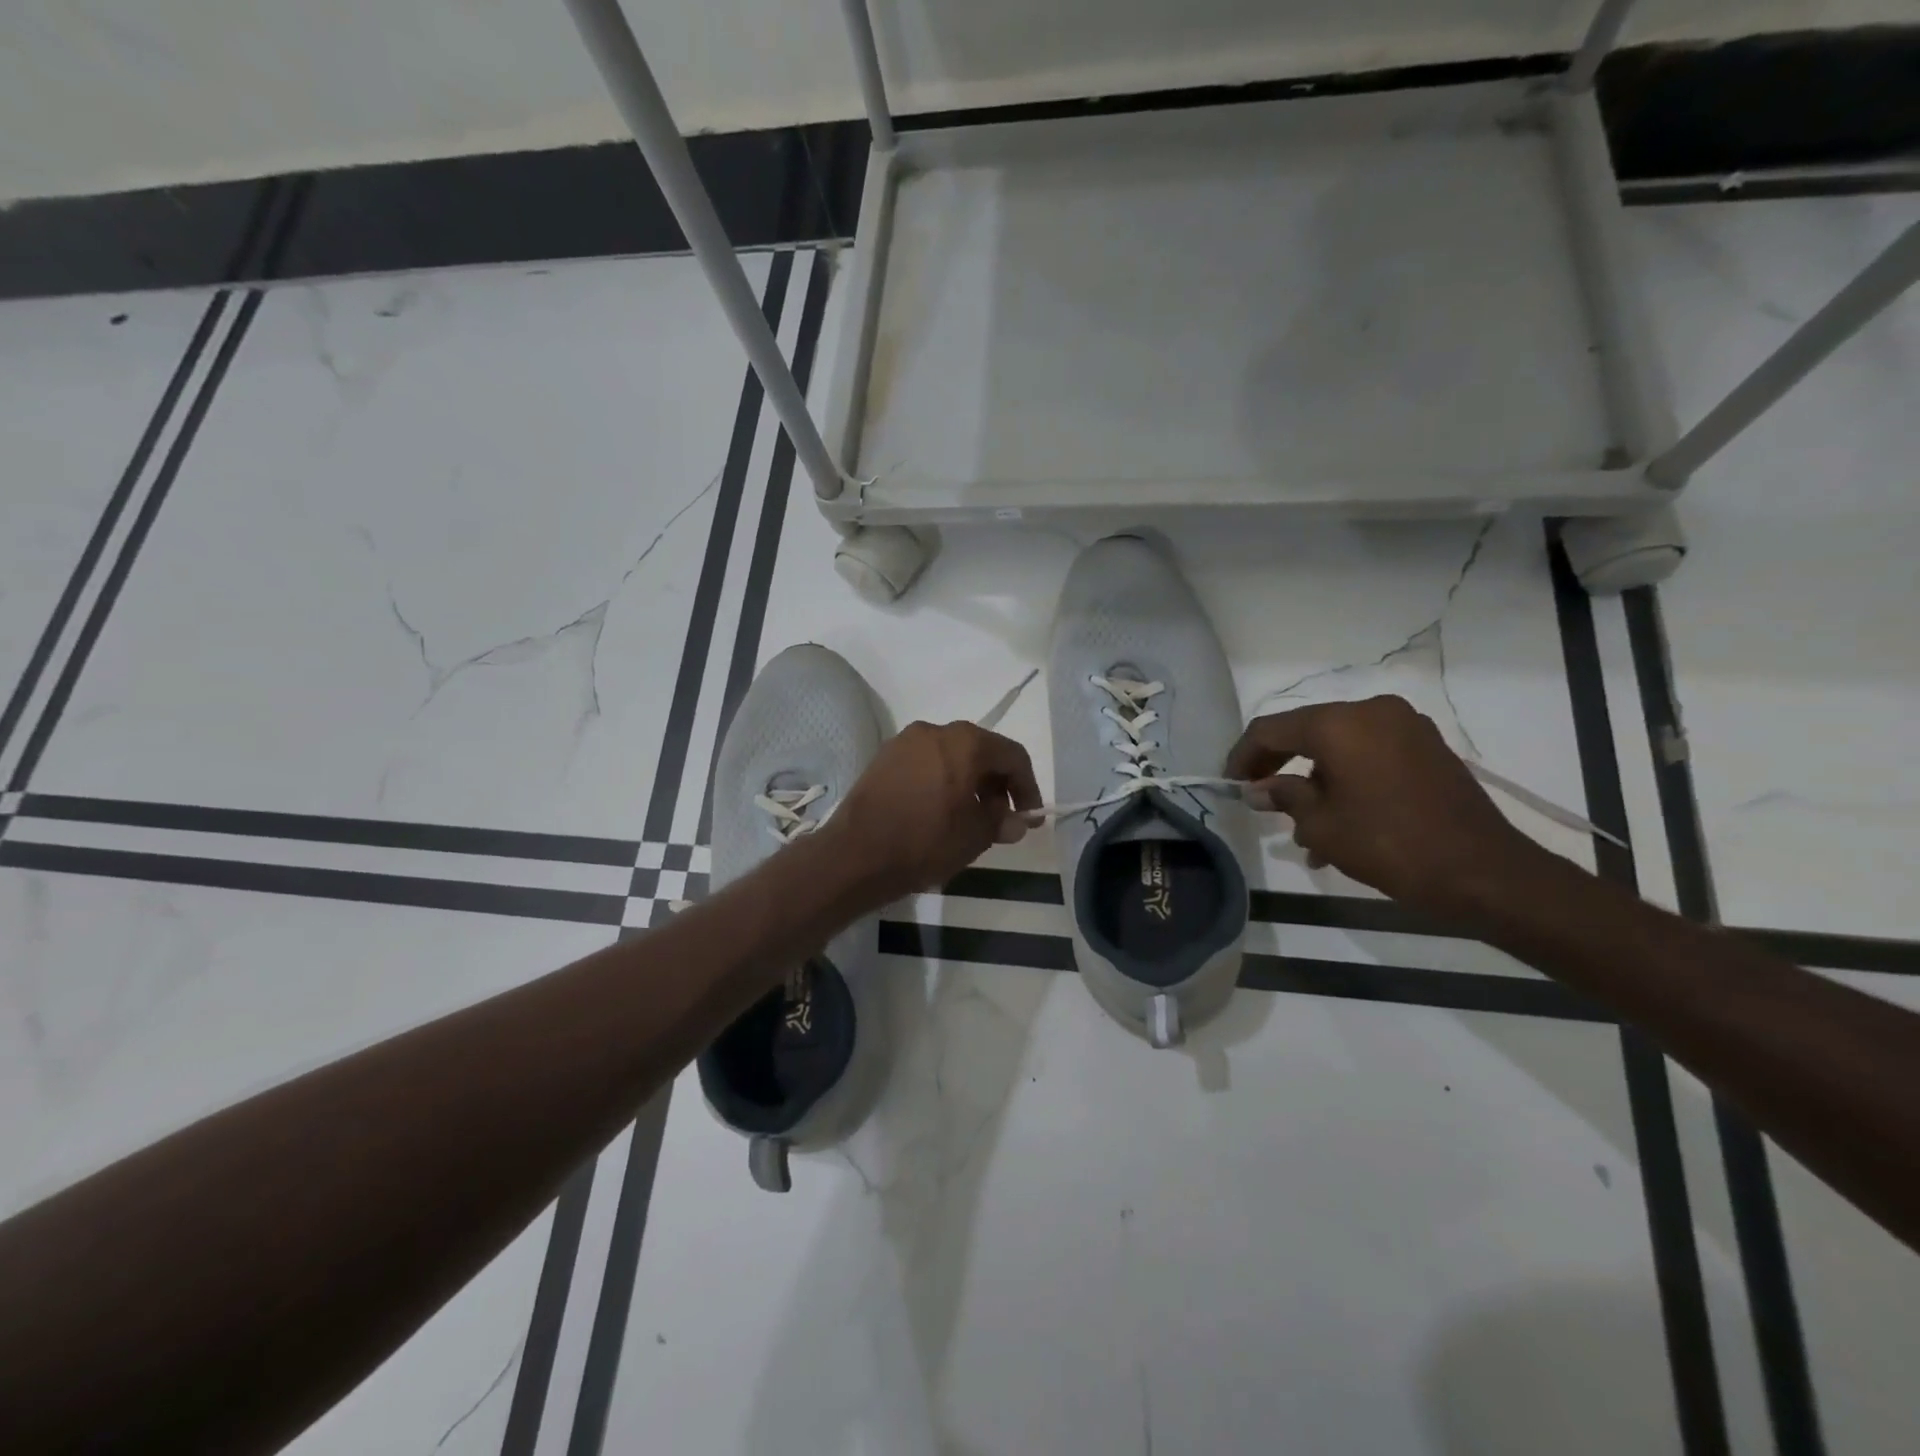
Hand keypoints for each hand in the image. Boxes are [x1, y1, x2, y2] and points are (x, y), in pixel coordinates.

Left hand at [824, 721, 1042, 903]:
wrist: (855, 854)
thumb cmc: (925, 841)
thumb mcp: (974, 836)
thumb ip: (1002, 822)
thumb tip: (1017, 821)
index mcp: (966, 742)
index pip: (1012, 756)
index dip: (1027, 787)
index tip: (1029, 816)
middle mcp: (936, 730)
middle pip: (981, 751)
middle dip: (996, 784)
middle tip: (1000, 819)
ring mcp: (905, 741)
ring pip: (951, 755)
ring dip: (969, 782)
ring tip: (969, 818)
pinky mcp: (883, 757)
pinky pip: (925, 763)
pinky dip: (941, 780)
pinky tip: (938, 810)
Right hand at [1226, 695, 1549, 919]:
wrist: (1485, 872)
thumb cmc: (1390, 844)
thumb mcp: (1322, 825)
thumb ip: (1284, 797)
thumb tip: (1258, 789)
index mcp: (1340, 723)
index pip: (1271, 729)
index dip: (1243, 755)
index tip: (1229, 783)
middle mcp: (1372, 711)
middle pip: (1306, 731)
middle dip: (1278, 765)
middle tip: (1259, 798)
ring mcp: (1405, 726)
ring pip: (1339, 745)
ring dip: (1314, 779)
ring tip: (1301, 828)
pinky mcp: (1427, 747)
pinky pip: (1370, 753)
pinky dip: (1347, 778)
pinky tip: (1339, 821)